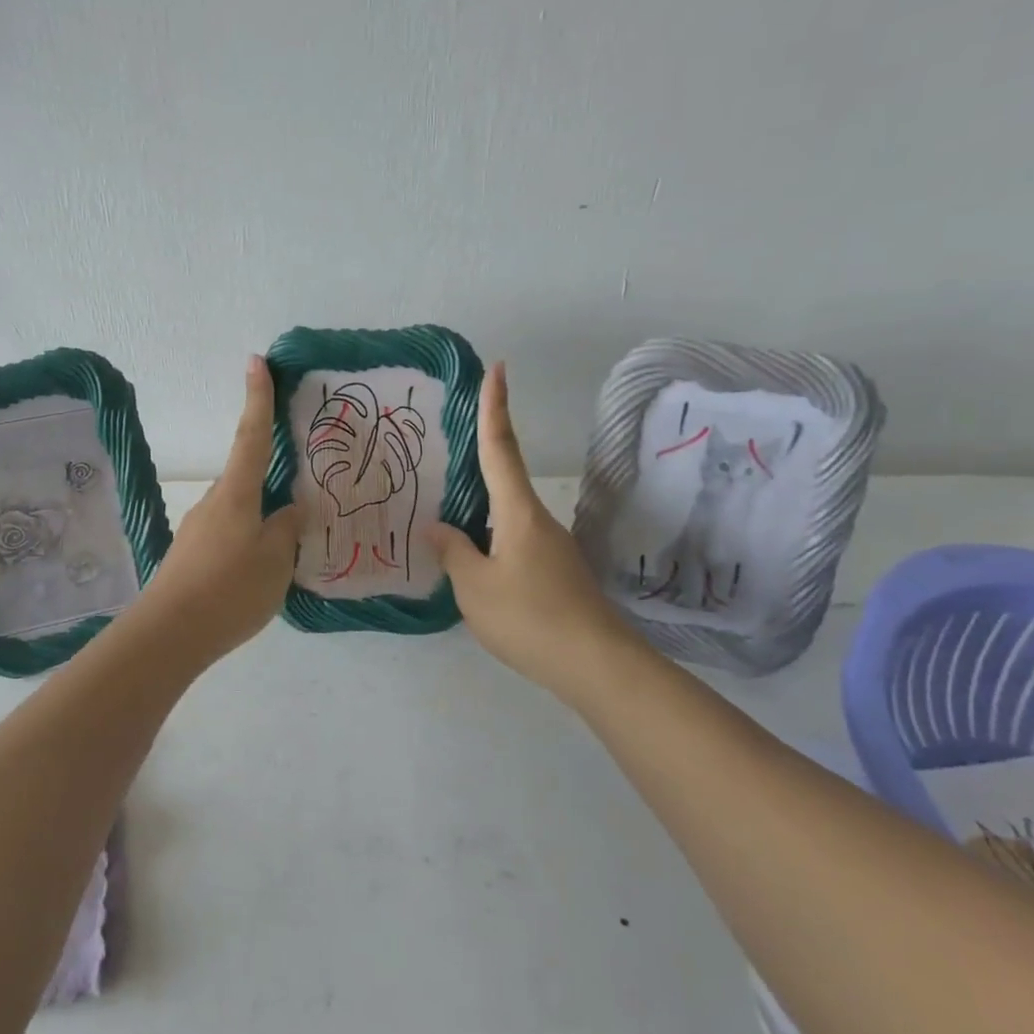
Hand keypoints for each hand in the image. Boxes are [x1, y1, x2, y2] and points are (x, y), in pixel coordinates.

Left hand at [134, 356, 302, 660]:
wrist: (169, 635)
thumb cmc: (229, 589)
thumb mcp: (276, 561)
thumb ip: (288, 530)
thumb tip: (292, 509)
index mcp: (237, 494)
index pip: (252, 435)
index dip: (258, 397)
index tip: (256, 360)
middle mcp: (214, 502)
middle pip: (249, 478)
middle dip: (272, 479)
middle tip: (301, 494)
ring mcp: (199, 529)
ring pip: (241, 512)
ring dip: (263, 520)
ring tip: (289, 550)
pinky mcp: (192, 556)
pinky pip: (231, 537)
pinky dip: (250, 542)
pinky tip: (261, 572)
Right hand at [425, 363, 634, 697]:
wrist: (596, 665)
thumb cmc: (529, 617)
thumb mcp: (475, 587)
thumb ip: (453, 552)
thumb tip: (438, 527)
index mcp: (518, 512)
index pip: (500, 449)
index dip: (495, 408)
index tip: (497, 369)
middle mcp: (538, 521)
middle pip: (503, 483)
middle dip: (477, 466)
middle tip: (445, 457)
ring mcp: (552, 548)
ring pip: (507, 519)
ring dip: (480, 516)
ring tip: (445, 528)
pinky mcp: (558, 574)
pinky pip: (515, 545)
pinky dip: (492, 544)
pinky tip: (475, 568)